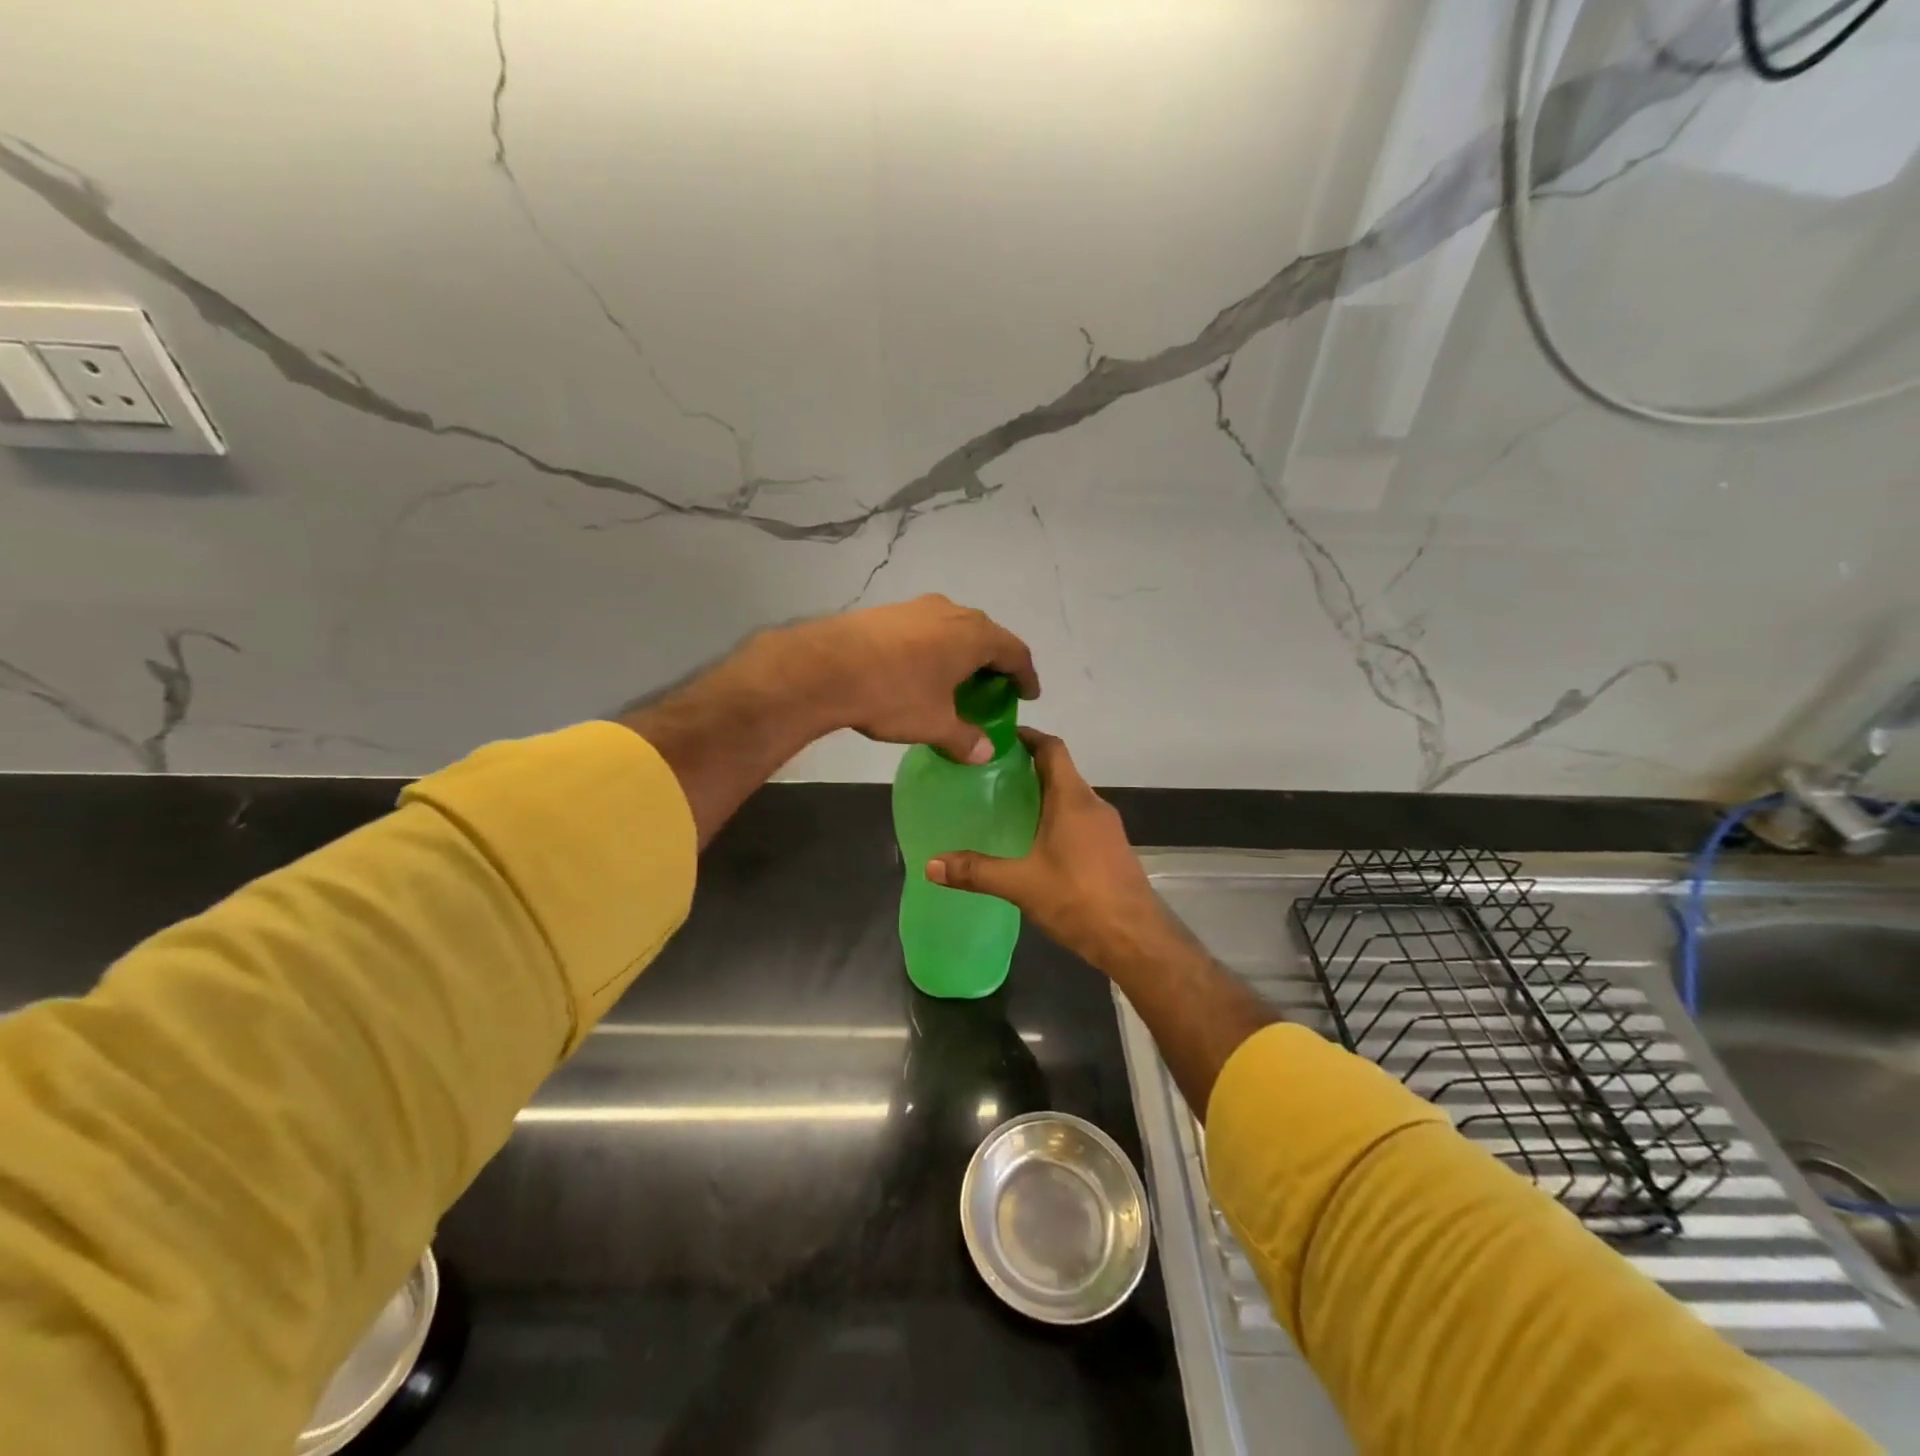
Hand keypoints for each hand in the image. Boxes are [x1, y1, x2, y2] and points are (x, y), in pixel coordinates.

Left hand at [777, 595, 1038, 763]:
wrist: (826, 668)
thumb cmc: (894, 694)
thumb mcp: (935, 723)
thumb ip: (965, 737)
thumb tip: (986, 753)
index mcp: (974, 635)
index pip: (1015, 652)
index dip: (1026, 675)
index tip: (1029, 694)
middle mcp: (951, 612)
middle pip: (985, 636)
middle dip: (993, 663)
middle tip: (993, 689)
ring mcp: (917, 607)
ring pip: (952, 629)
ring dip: (960, 654)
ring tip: (955, 681)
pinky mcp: (887, 612)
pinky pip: (924, 630)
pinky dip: (933, 650)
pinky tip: (918, 671)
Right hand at [927, 730, 1181, 972]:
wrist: (1136, 939)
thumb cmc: (1079, 898)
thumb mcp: (1021, 884)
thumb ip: (976, 871)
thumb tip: (930, 864)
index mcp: (1073, 799)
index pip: (1052, 749)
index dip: (1028, 737)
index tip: (999, 737)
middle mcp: (1094, 805)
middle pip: (1061, 772)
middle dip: (1028, 768)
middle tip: (990, 776)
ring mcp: (1108, 828)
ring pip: (1071, 798)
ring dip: (1044, 795)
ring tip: (1008, 807)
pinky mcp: (1113, 850)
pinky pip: (1081, 820)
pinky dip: (1057, 819)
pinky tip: (1036, 843)